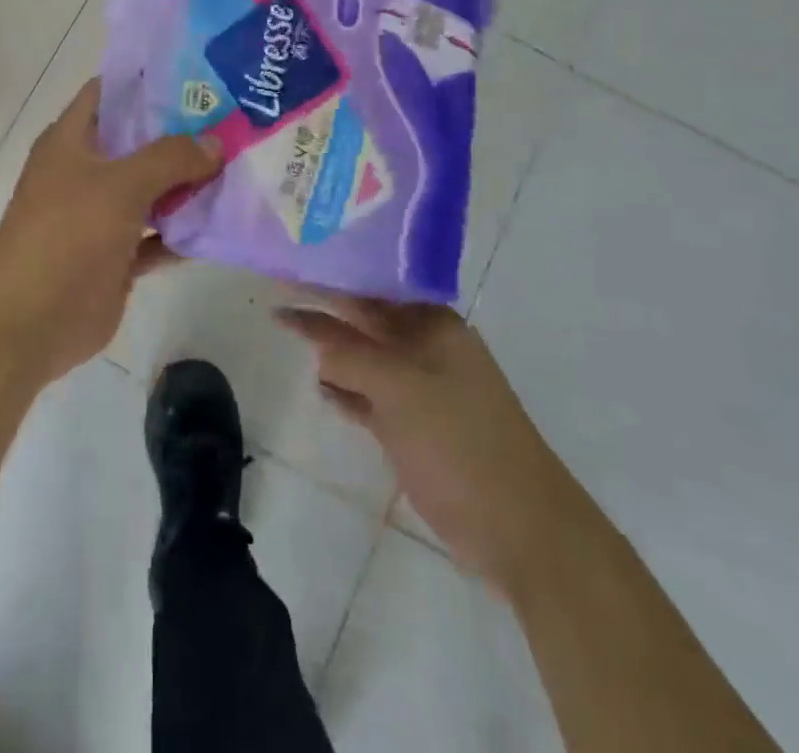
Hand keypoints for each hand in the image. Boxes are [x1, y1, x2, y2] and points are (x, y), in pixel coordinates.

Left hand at [0, 78, 220, 386]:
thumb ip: (170, 158)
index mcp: (71, 140)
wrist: (29, 323)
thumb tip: (215, 143)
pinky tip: (224, 222)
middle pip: (138, 142)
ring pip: (152, 190)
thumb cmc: (67, 235)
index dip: (148, 80)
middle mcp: (85, 171)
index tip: (198, 73)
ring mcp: (100, 216)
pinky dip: (184, 231)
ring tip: (240, 164)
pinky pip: (157, 235)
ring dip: (189, 183)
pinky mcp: (116, 256)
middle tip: (234, 120)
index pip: (109, 92)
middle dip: (182, 133)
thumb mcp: (120, 185)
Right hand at [278, 297, 582, 595]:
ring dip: (332, 353)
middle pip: (364, 321)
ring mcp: (421, 389)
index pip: (369, 290)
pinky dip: (347, 393)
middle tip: (277, 299)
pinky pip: (370, 398)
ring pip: (365, 359)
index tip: (286, 269)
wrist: (520, 529)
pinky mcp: (414, 427)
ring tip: (288, 336)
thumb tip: (301, 321)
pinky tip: (321, 390)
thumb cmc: (460, 442)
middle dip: (325, 312)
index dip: (328, 279)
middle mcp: (426, 348)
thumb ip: (347, 352)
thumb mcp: (398, 387)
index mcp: (432, 324)